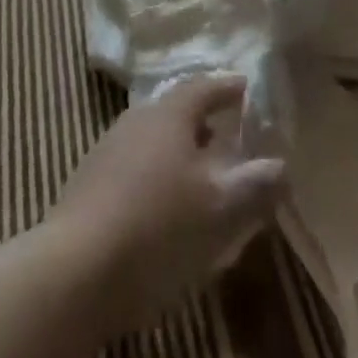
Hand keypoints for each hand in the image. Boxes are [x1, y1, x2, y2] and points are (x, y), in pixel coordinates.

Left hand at [49, 74, 285, 334]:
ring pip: (153, 139)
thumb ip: (255, 184)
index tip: (247, 88)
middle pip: (176, 110)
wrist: (74, 271)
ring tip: (199, 177)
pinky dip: (155, 175)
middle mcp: (138, 117)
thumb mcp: (220, 208)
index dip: (229, 87)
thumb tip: (282, 166)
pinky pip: (133, 166)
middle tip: (227, 136)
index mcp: (170, 112)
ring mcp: (108, 148)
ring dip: (178, 152)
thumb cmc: (157, 225)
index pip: (205, 85)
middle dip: (203, 121)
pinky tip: (162, 206)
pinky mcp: (88, 183)